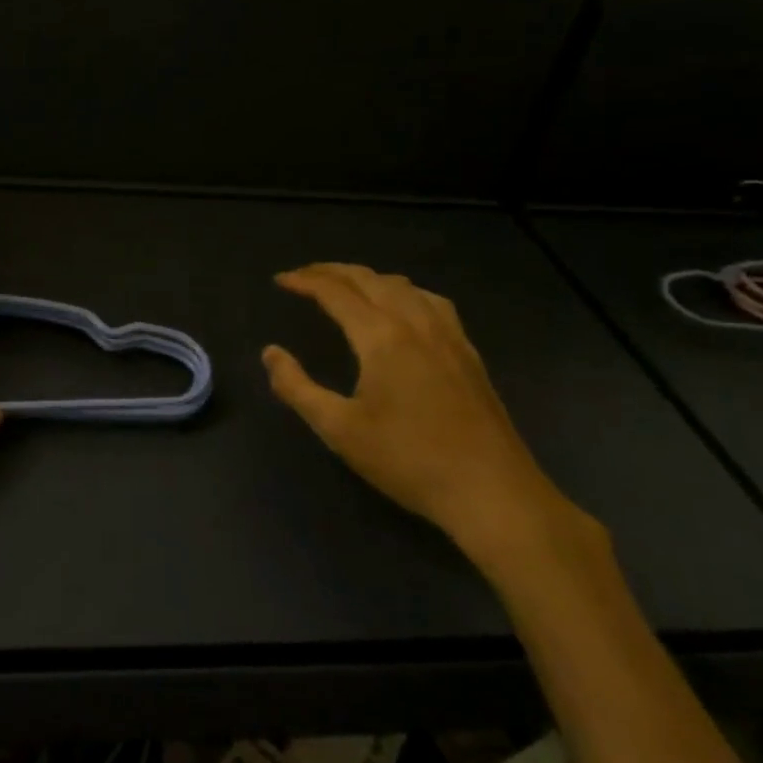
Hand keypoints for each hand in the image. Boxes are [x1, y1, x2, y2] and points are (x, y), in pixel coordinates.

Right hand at [262, 263, 581, 560]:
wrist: (491, 491)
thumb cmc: (408, 460)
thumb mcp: (339, 429)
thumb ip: (297, 387)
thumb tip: (270, 352)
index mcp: (382, 336)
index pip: (336, 292)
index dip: (305, 281)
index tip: (280, 280)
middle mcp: (415, 322)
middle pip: (369, 279)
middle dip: (332, 271)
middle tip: (304, 276)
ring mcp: (448, 334)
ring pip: (402, 285)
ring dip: (368, 278)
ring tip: (346, 288)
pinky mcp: (467, 351)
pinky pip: (431, 301)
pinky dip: (403, 291)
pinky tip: (403, 309)